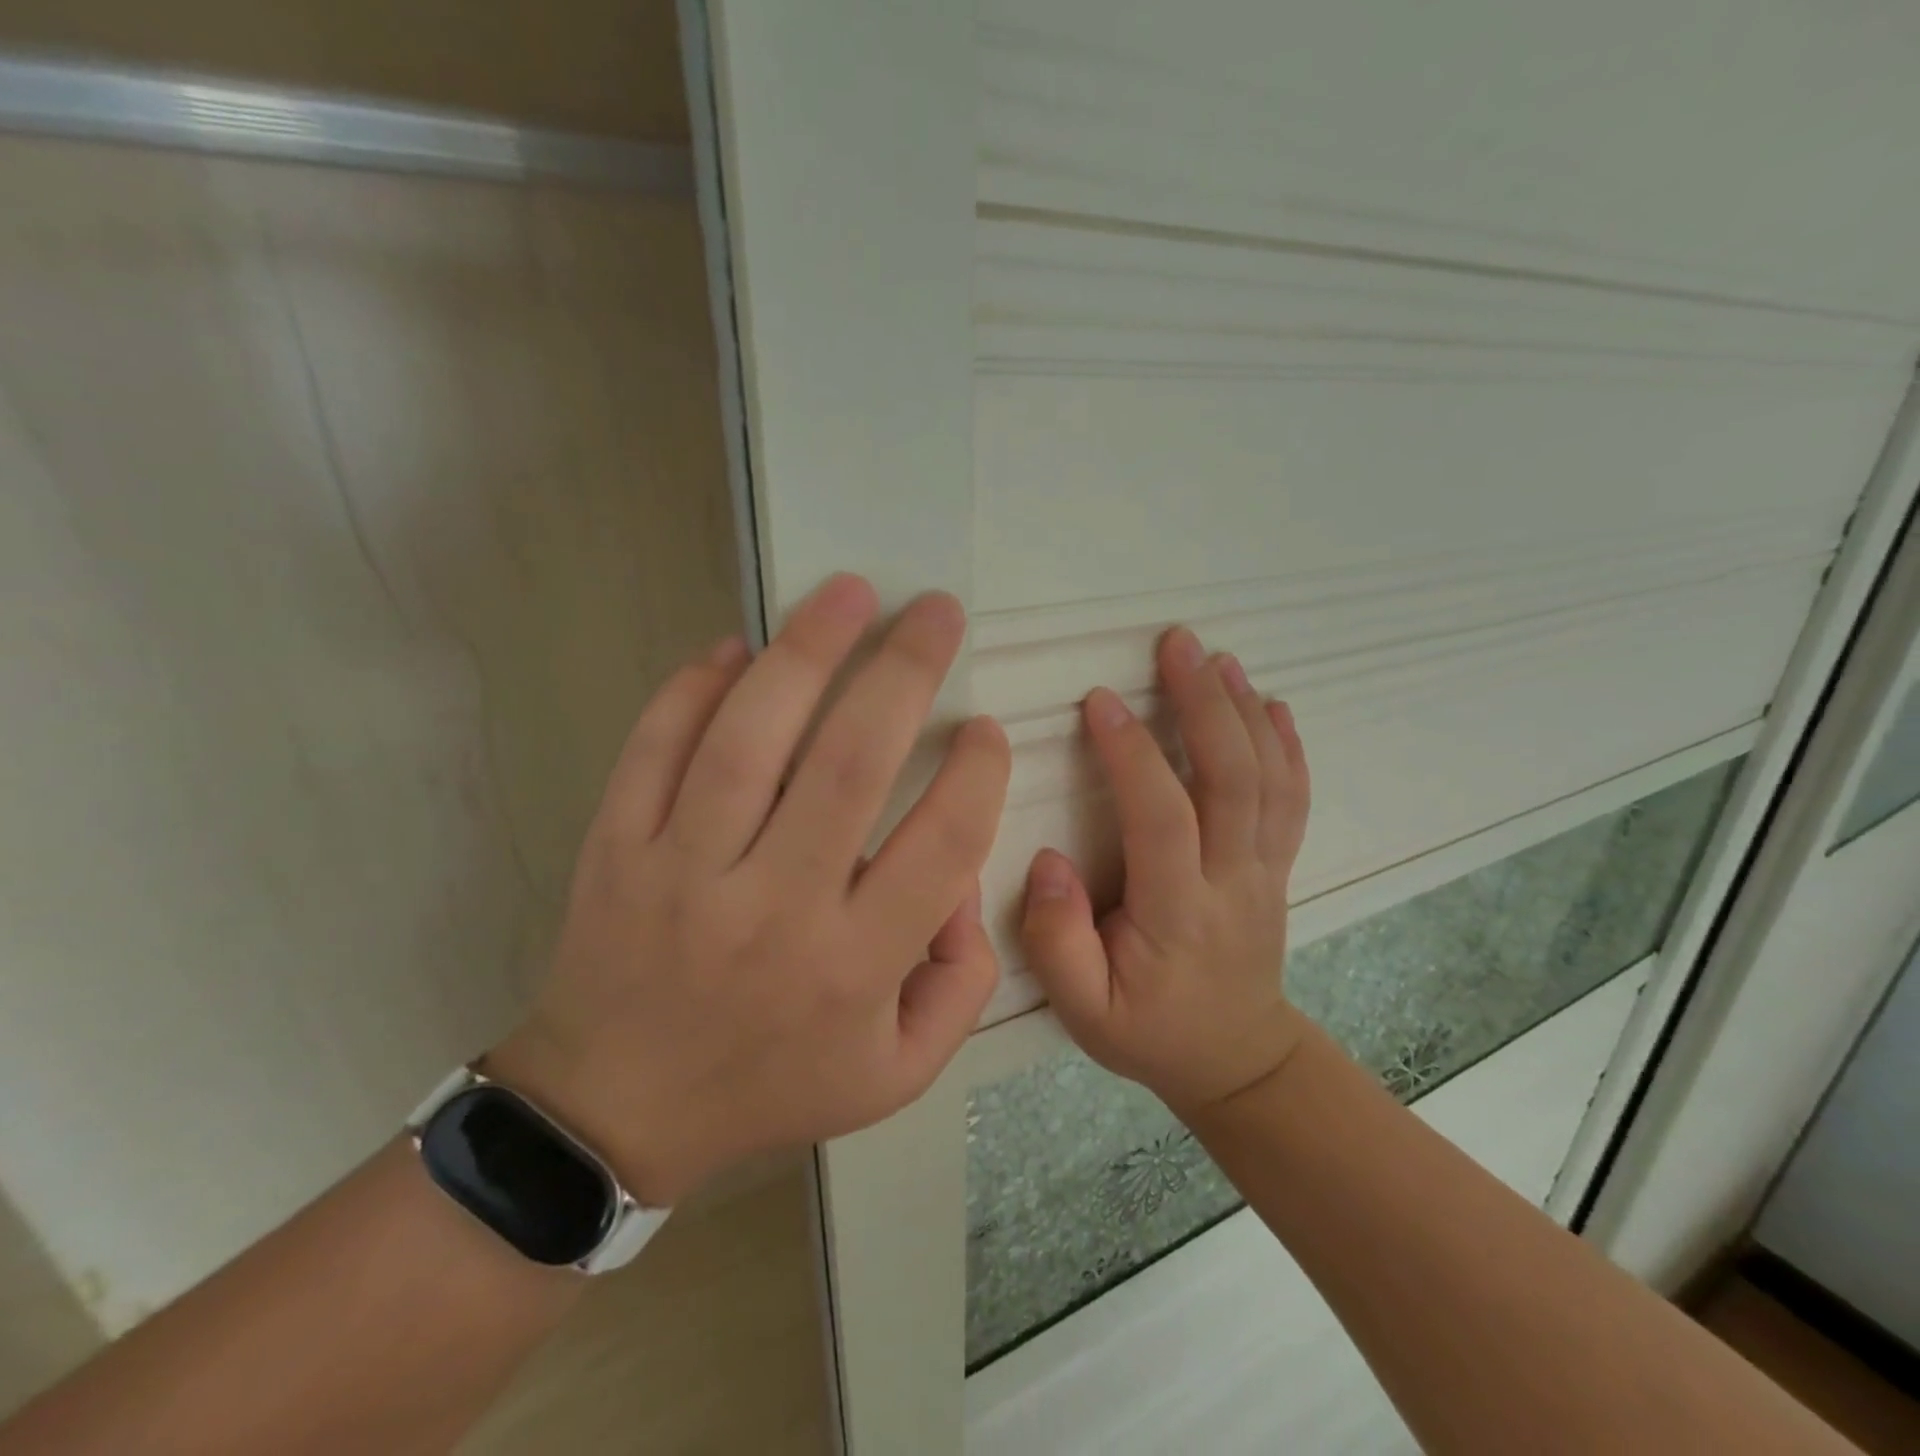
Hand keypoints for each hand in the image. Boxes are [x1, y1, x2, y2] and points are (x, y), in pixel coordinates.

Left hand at [490, 574, 1010, 1204]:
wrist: (617, 1110)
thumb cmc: (772, 1084)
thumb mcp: (898, 1071)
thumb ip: (961, 981)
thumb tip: (963, 878)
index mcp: (854, 965)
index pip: (942, 844)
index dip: (978, 772)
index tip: (985, 729)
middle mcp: (774, 908)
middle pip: (849, 764)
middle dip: (904, 671)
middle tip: (936, 612)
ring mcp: (684, 872)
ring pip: (750, 738)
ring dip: (806, 650)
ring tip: (849, 592)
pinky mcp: (616, 849)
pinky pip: (655, 748)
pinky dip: (694, 687)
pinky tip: (737, 648)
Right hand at [1020, 627, 1312, 1114]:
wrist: (1237, 1059)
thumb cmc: (1150, 1031)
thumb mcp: (1084, 1012)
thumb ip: (1057, 942)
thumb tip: (1047, 862)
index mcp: (1178, 913)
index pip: (1162, 818)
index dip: (1133, 755)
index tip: (1100, 701)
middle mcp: (1232, 880)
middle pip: (1231, 779)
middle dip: (1204, 703)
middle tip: (1176, 644)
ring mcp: (1264, 870)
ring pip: (1267, 779)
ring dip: (1244, 711)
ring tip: (1218, 658)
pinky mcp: (1276, 866)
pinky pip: (1292, 798)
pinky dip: (1286, 746)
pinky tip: (1273, 705)